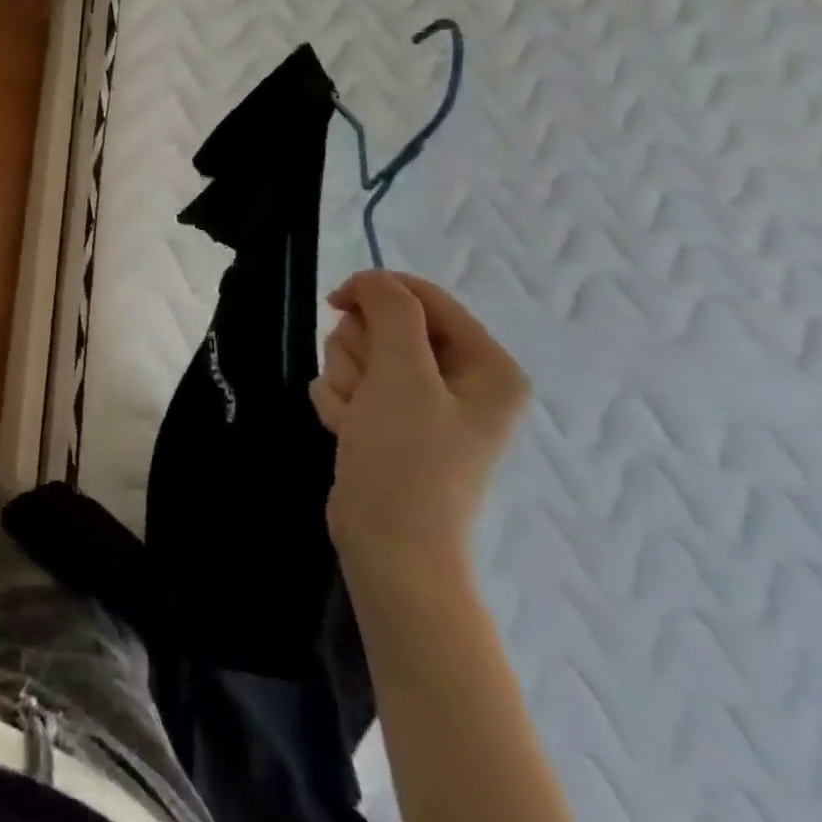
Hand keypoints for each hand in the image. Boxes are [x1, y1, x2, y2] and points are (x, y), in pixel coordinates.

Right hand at [310, 272, 525, 580]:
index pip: (424, 298)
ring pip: (359, 353)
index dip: (377, 293)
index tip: (336, 303)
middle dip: (359, 353)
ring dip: (344, 380)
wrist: (388, 543)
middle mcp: (458, 379)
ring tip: (354, 417)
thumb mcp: (403, 376)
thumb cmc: (407, 459)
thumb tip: (373, 278)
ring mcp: (421, 402)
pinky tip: (346, 431)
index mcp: (486, 365)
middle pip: (384, 325)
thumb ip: (391, 313)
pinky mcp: (388, 420)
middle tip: (363, 389)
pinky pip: (348, 384)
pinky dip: (339, 402)